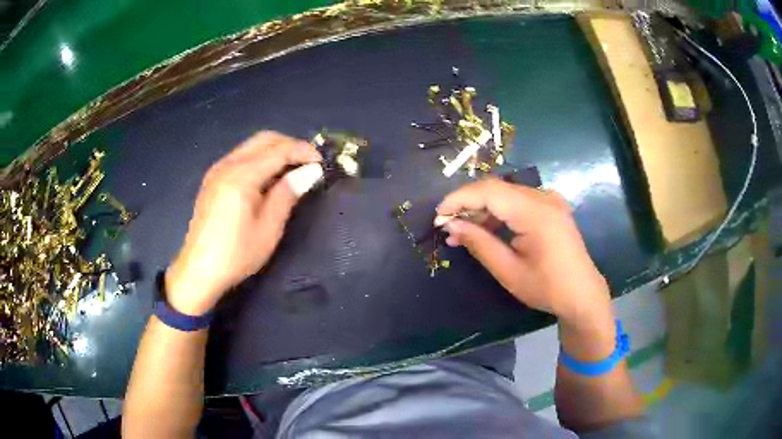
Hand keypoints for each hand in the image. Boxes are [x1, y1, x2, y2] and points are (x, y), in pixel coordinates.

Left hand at [165, 131, 321, 314]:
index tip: (322, 163)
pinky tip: (269, 179)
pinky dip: (260, 159)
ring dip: (275, 151)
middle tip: (308, 164)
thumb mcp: (268, 228)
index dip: (303, 151)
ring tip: (292, 171)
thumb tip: (310, 171)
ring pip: (252, 146)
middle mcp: (227, 164)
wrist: (199, 271)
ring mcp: (217, 170)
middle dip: (289, 145)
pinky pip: (241, 157)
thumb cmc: (236, 254)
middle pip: (264, 139)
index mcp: (241, 175)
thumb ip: (287, 193)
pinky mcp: (213, 179)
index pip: (279, 150)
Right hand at [436, 178, 611, 325]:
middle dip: (468, 205)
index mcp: (536, 212)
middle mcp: (544, 197)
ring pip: (505, 194)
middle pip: (496, 189)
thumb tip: (451, 226)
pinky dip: (498, 212)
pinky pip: (517, 201)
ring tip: (462, 233)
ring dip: (482, 209)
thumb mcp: (508, 270)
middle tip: (448, 227)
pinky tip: (486, 229)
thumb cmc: (546, 287)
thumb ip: (479, 243)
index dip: (459, 199)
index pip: (489, 191)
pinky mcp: (551, 206)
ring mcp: (549, 199)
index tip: (438, 216)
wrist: (581, 294)